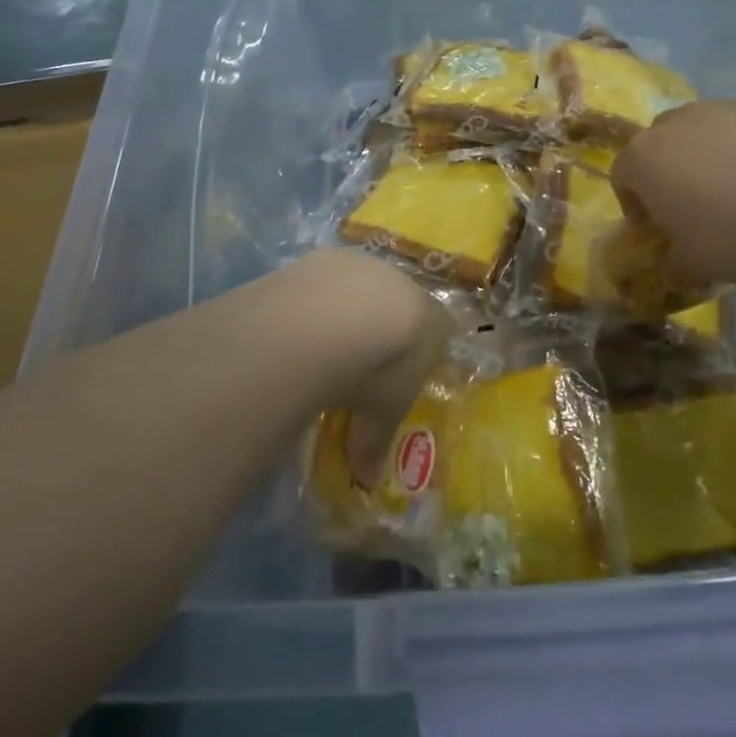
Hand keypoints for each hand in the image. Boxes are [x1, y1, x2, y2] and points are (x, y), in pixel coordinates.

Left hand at [282, 251, 452, 482]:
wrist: (337, 316)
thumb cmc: (378, 369)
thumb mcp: (379, 414)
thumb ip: (375, 443)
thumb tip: (367, 481)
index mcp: (433, 322)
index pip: (438, 332)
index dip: (418, 354)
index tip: (398, 376)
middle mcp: (406, 285)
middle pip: (399, 305)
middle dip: (381, 329)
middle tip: (357, 361)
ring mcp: (367, 265)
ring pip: (362, 289)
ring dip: (347, 310)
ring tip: (321, 342)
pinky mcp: (329, 255)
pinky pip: (326, 280)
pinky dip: (316, 299)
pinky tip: (297, 322)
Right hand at [609, 100, 735, 287]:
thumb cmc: (734, 231)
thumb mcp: (696, 265)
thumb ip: (674, 265)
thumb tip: (674, 267)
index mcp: (645, 158)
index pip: (621, 176)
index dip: (635, 205)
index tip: (657, 229)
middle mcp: (676, 123)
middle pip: (661, 146)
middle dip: (672, 174)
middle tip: (696, 209)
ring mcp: (724, 108)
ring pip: (707, 133)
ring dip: (714, 159)